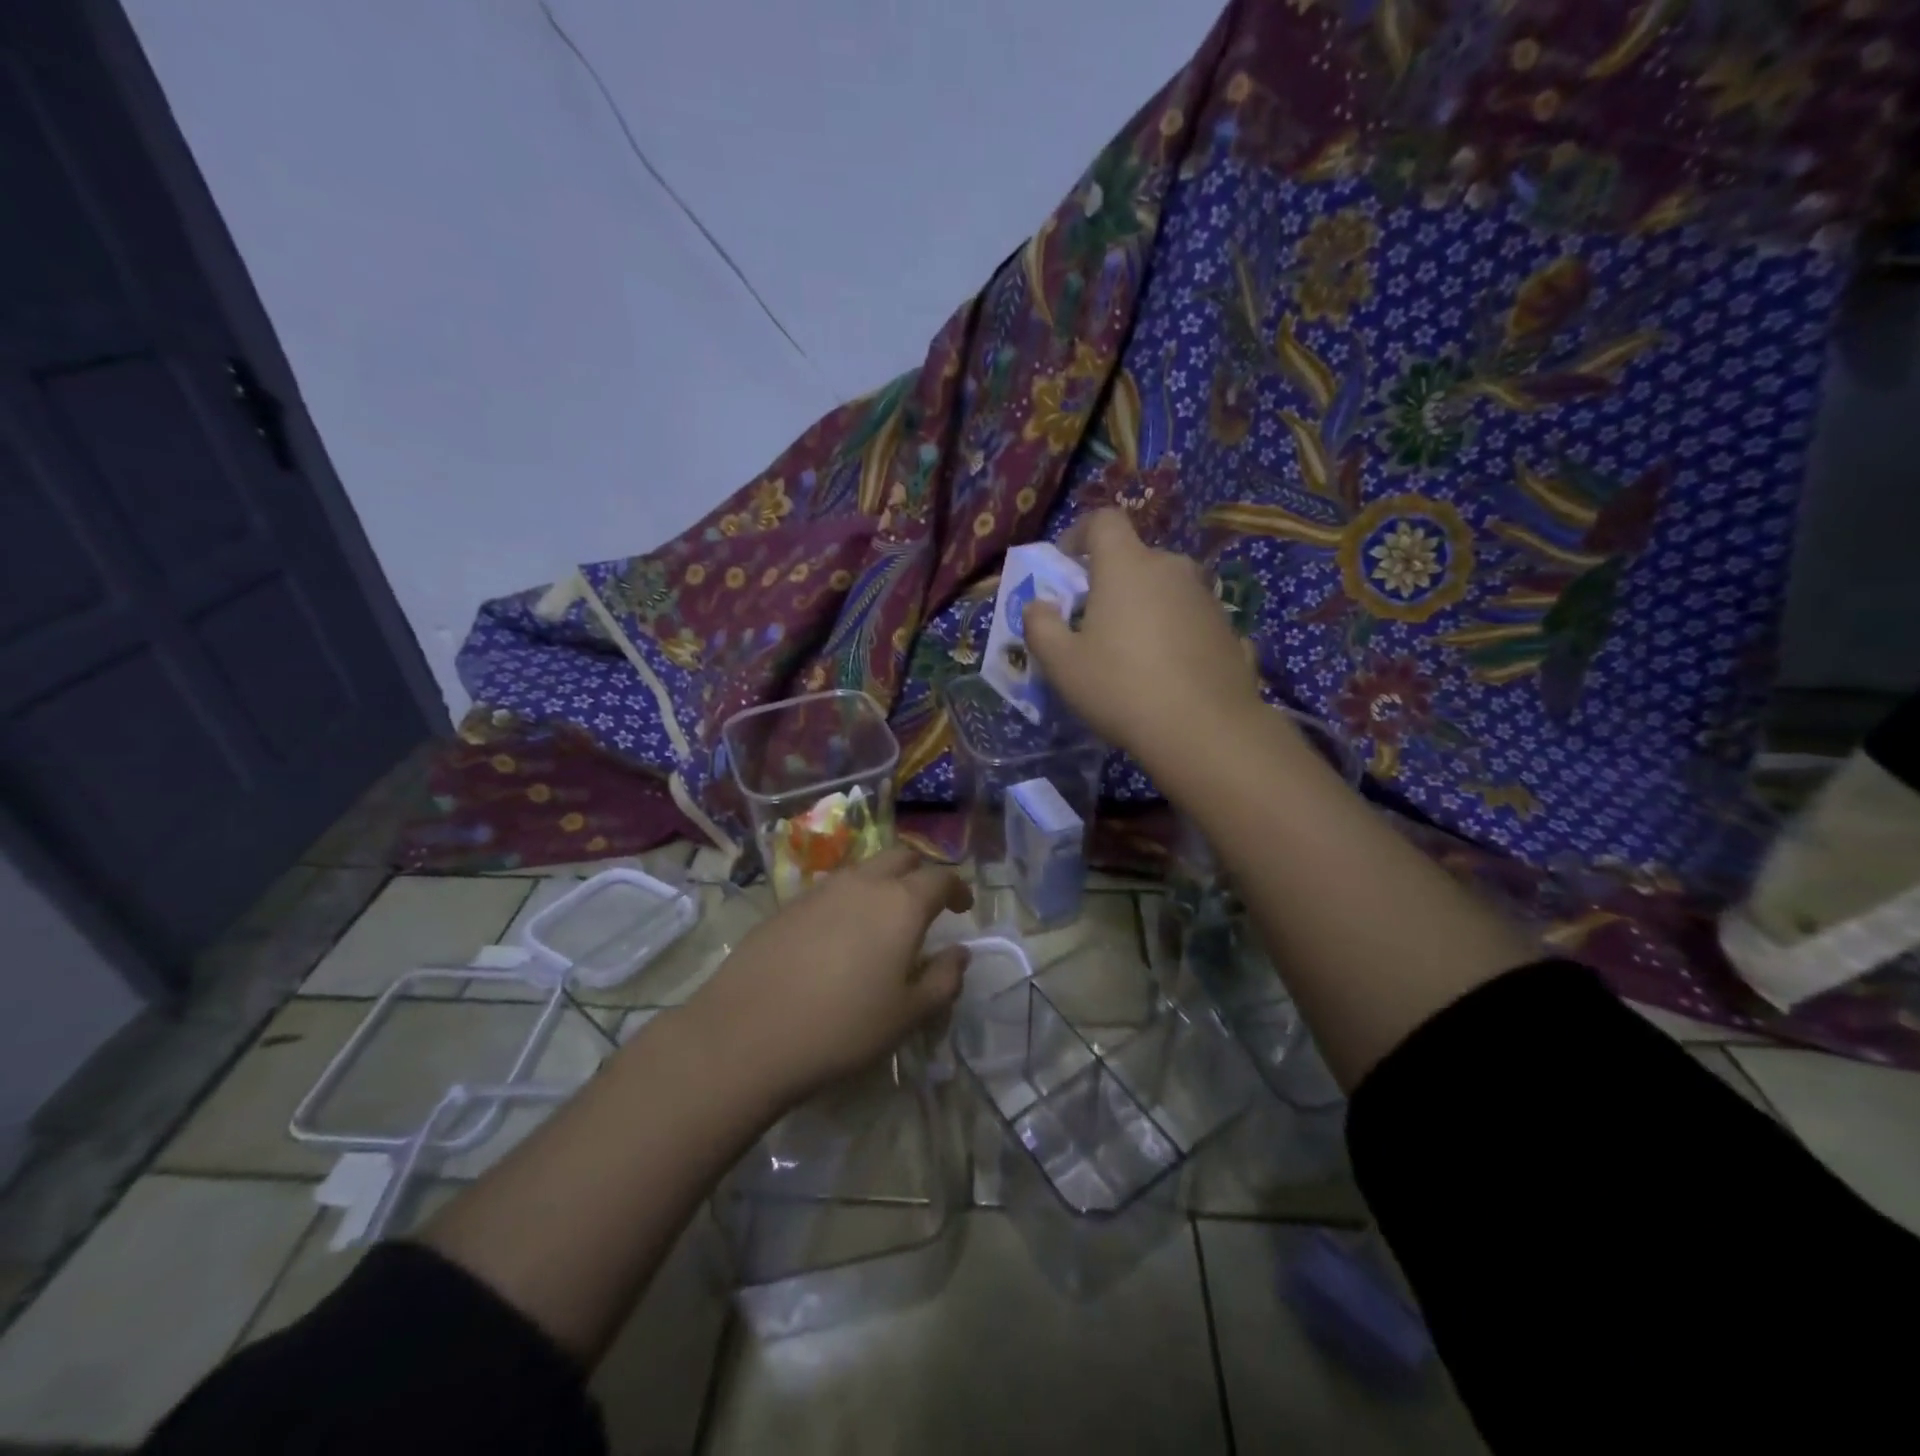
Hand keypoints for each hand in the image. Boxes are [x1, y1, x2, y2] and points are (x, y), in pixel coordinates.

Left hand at [686, 846, 972, 1103]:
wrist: (748, 1032)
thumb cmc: (842, 1026)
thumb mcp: (908, 1015)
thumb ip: (943, 980)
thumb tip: (959, 954)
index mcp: (901, 903)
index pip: (941, 878)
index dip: (957, 889)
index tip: (963, 906)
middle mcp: (863, 883)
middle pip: (901, 857)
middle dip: (920, 873)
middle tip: (926, 903)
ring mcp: (821, 889)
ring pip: (864, 869)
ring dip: (882, 883)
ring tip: (882, 920)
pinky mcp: (788, 904)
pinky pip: (831, 889)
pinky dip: (848, 900)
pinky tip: (839, 937)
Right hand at [1025, 510, 1263, 772]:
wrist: (1205, 731)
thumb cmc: (1121, 688)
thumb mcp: (1061, 664)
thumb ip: (1039, 625)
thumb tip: (1038, 605)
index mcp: (1127, 566)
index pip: (1103, 520)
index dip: (1079, 534)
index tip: (1066, 565)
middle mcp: (1171, 568)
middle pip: (1135, 558)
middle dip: (1111, 580)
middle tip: (1094, 621)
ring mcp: (1206, 597)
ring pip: (1166, 588)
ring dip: (1145, 606)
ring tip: (1133, 651)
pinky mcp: (1229, 628)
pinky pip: (1190, 619)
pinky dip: (1174, 632)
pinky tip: (1167, 672)